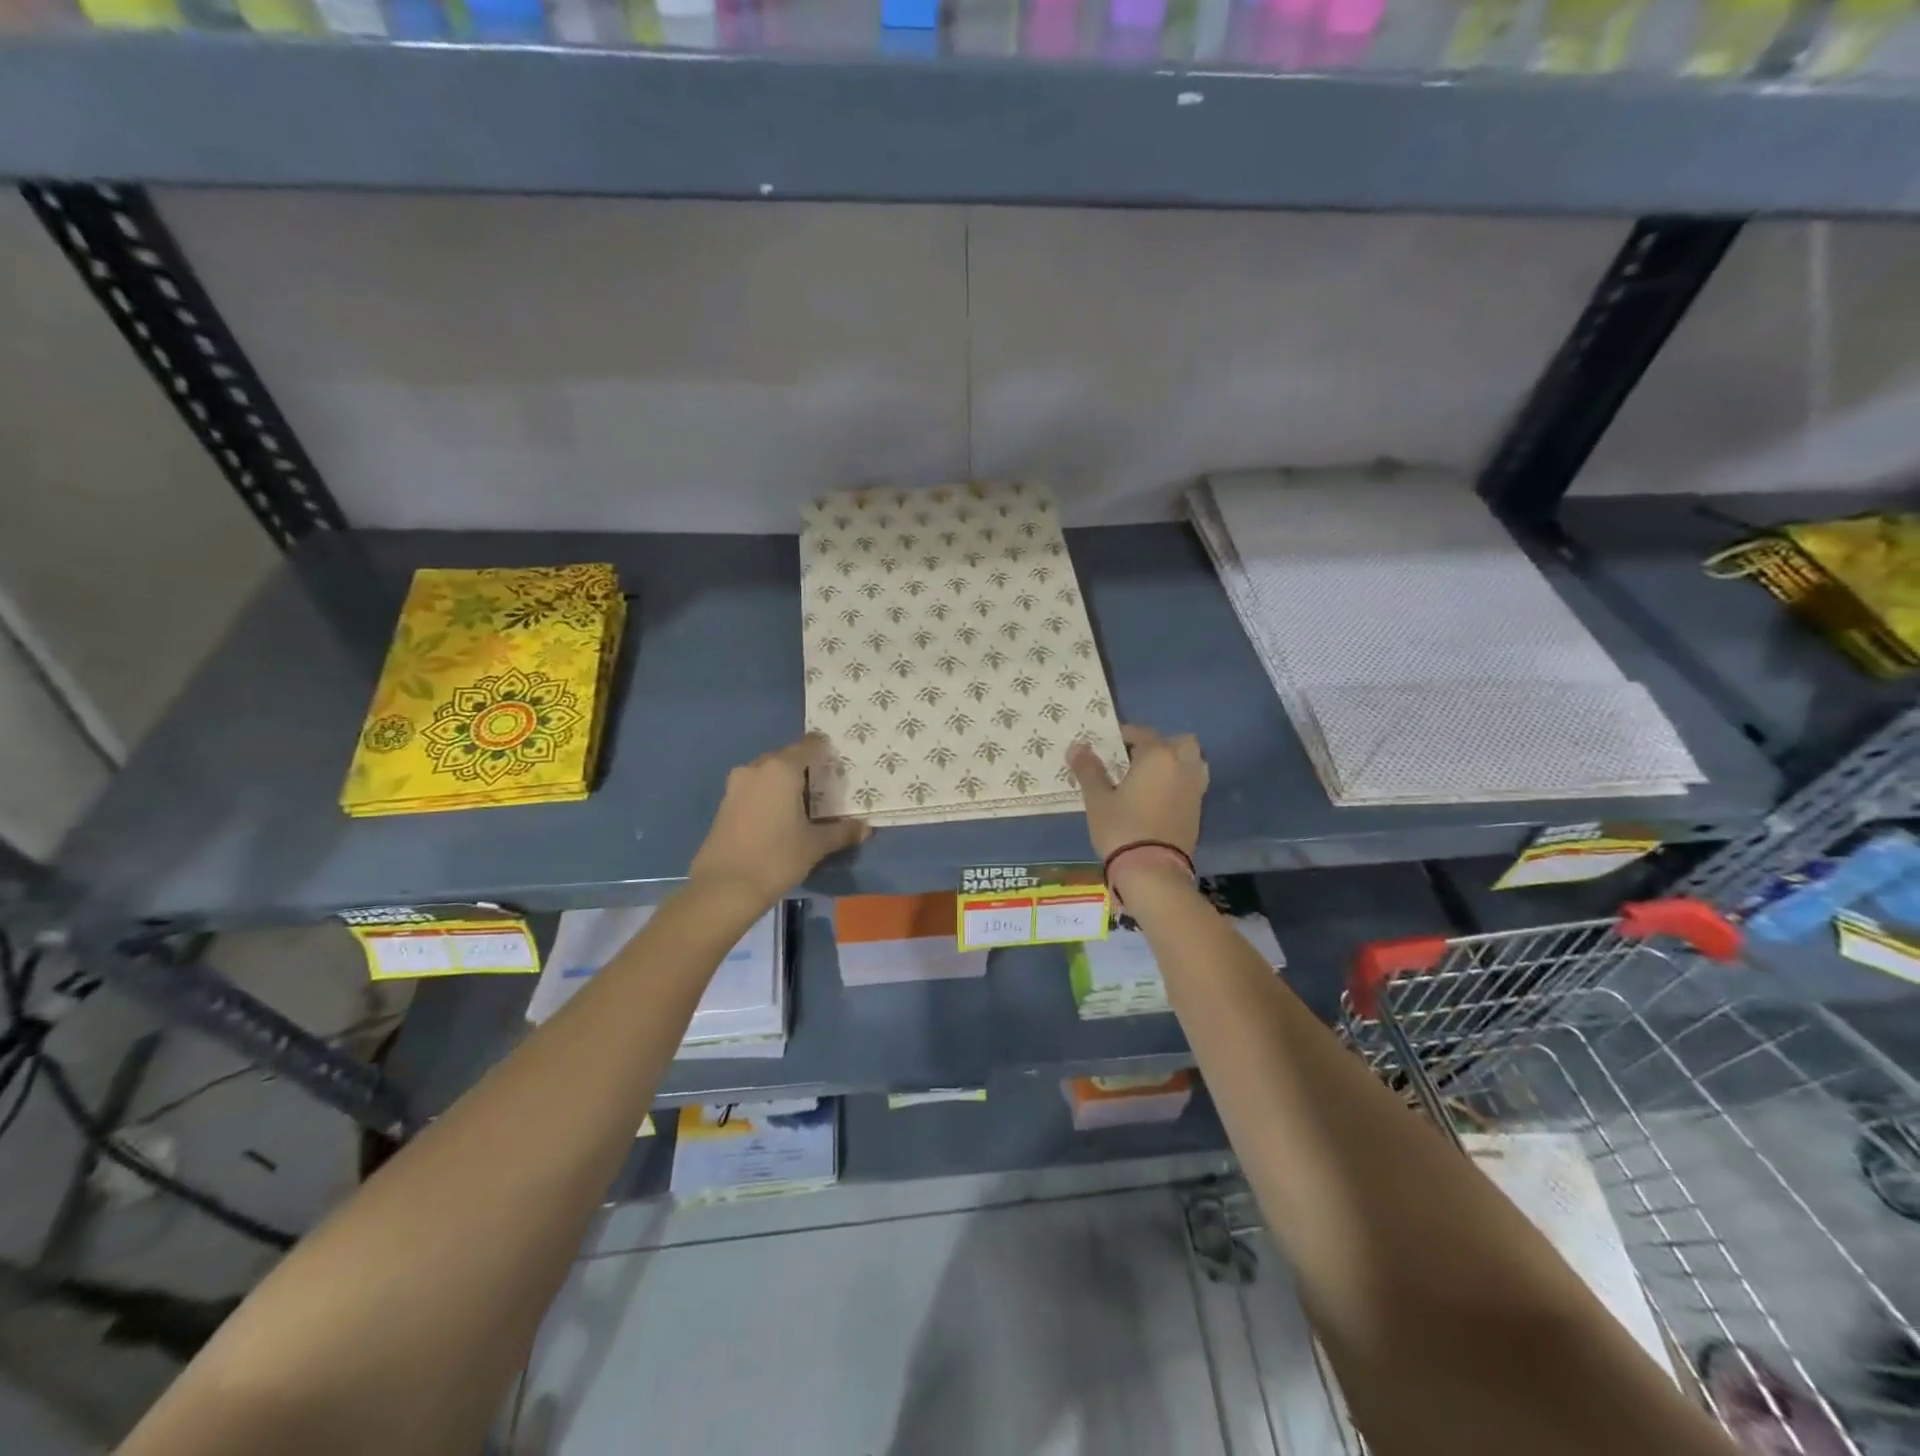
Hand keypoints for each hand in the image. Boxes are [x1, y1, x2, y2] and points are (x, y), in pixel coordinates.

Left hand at [688, 733, 871, 905]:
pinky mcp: (724, 803)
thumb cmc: (776, 858)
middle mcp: (757, 768)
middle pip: (787, 757)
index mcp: (781, 769)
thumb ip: (842, 832)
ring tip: (804, 806)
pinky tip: (779, 818)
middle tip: (825, 789)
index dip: (826, 751)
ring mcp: (736, 785)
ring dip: (785, 784)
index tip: (839, 765)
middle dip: (806, 769)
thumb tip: (866, 828)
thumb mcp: (815, 845)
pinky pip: (754, 789)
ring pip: (768, 774)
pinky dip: (768, 796)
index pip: (810, 745)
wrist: (724, 888)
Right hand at [1067, 725, 1207, 861]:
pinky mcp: (1197, 813)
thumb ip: (1089, 770)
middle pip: (1180, 743)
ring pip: (1192, 764)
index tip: (1107, 744)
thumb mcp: (1097, 799)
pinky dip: (1178, 784)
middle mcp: (1183, 767)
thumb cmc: (1121, 828)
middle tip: (1135, 759)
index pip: (1142, 733)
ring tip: (1149, 778)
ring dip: (1175, 764)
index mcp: (1158, 756)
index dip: (1124, 735)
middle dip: (1160, 745)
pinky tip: (1156, 799)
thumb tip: (1077, 747)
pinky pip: (1191, 786)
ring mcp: (1195, 790)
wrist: (1153, 872)